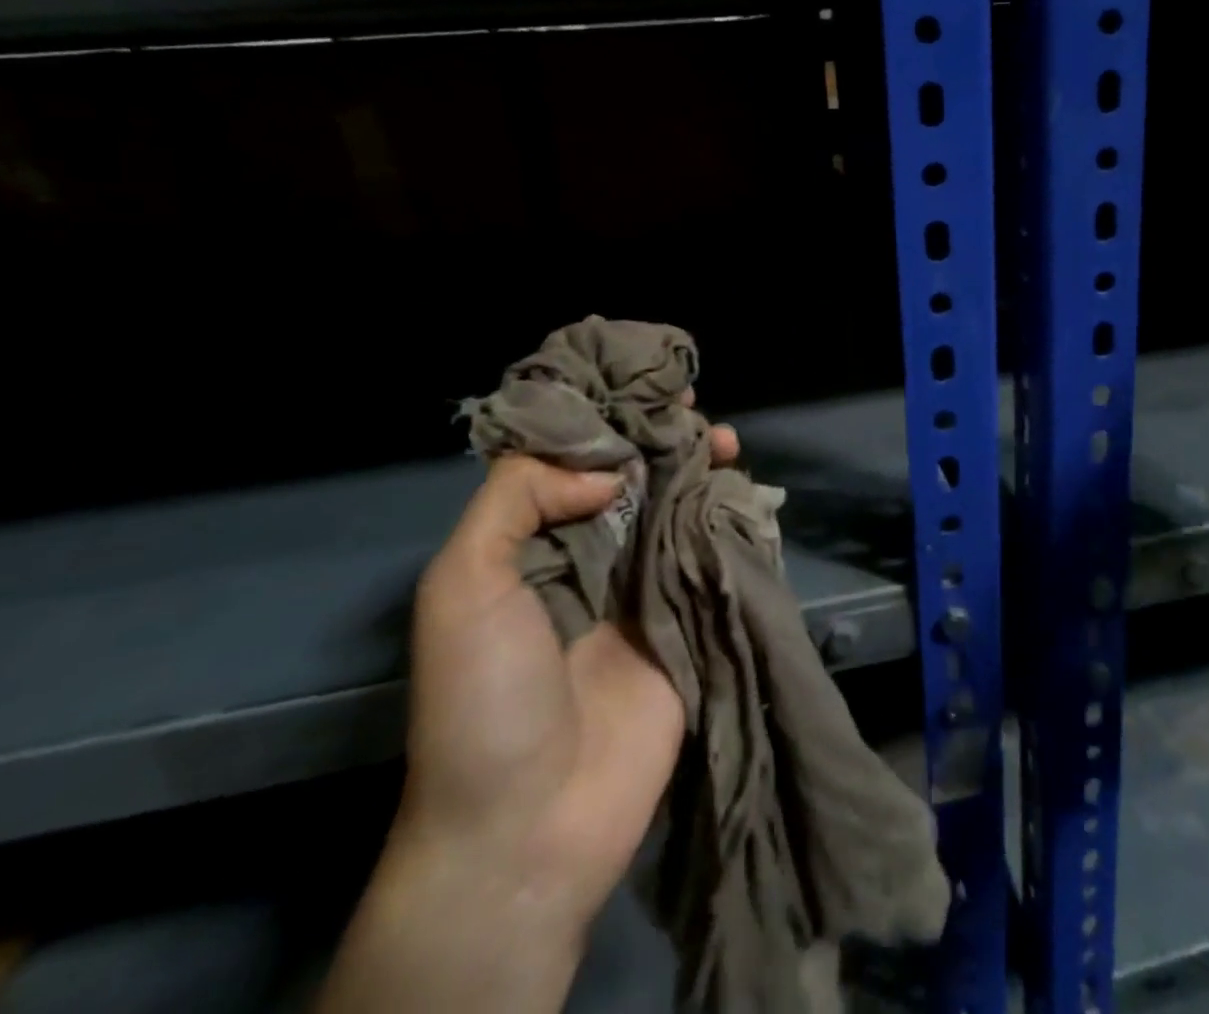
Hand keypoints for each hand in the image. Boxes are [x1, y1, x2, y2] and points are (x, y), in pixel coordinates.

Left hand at [401, 412, 739, 919]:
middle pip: (635, 478)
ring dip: (702, 469)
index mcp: (535, 544)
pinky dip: (731, 517)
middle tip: (692, 405)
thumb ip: (516, 500)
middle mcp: (593, 557)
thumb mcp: (463, 586)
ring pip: (679, 508)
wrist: (533, 824)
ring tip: (724, 439)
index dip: (606, 421)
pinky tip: (745, 489)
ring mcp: (646, 589)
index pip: (575, 463)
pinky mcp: (690, 619)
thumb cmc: (486, 699)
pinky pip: (713, 554)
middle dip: (662, 438)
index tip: (640, 384)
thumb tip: (607, 472)